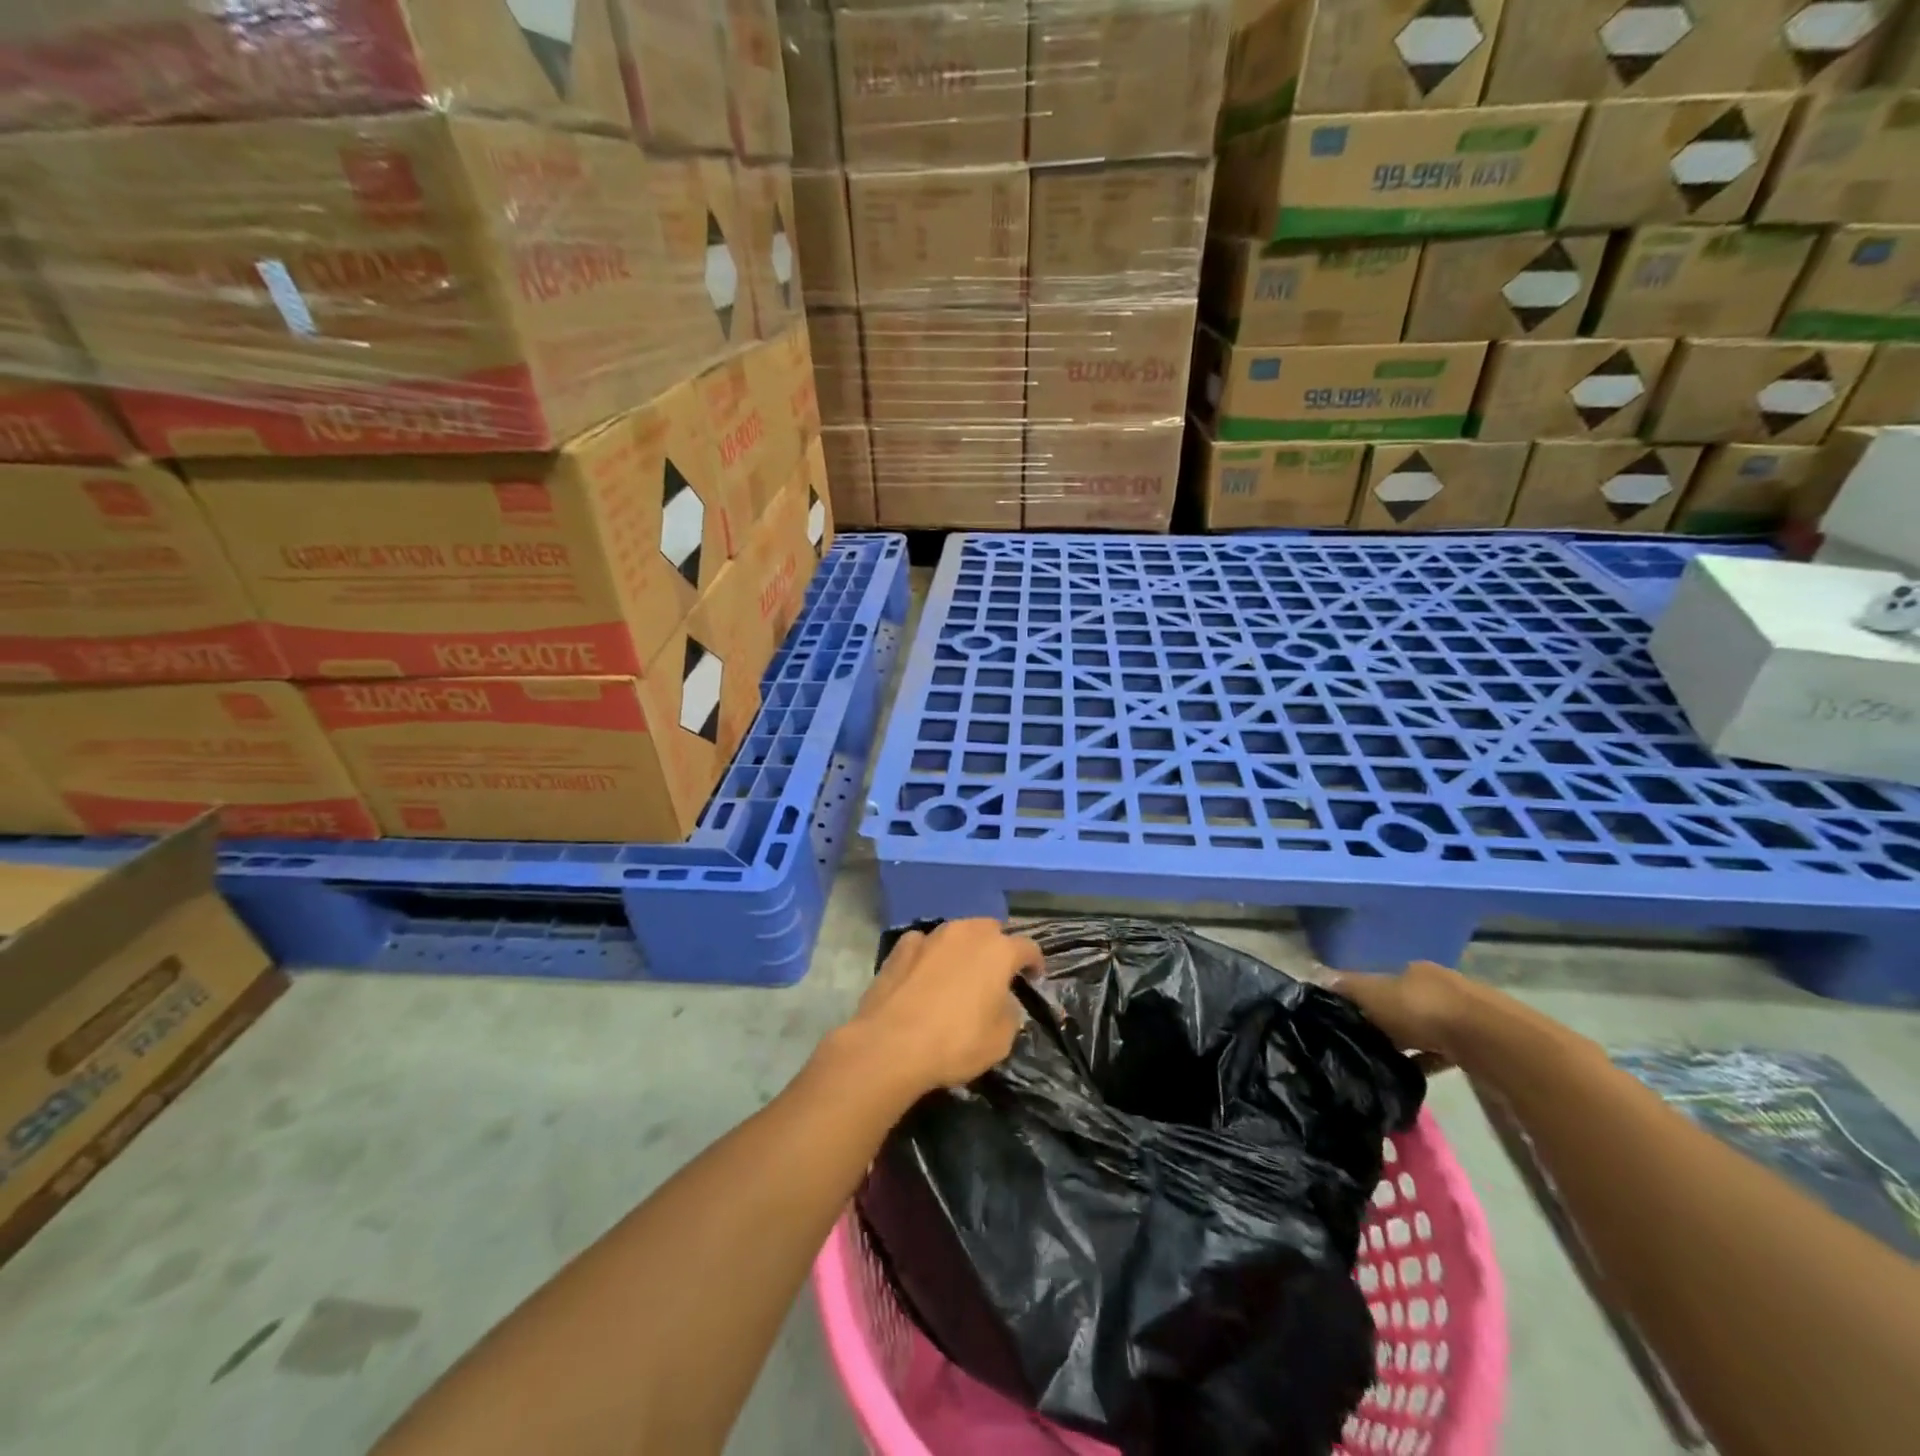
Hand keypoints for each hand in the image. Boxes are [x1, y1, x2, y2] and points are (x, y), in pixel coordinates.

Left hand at [836, 920, 1045, 1097]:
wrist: (891, 1044)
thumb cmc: (955, 1042)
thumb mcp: (1001, 1039)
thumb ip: (1009, 1012)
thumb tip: (1002, 1001)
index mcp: (998, 951)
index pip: (1028, 947)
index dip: (1034, 962)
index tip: (1034, 977)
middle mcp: (967, 933)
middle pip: (990, 930)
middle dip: (997, 947)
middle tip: (995, 973)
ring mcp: (931, 935)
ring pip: (956, 932)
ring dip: (963, 948)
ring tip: (959, 972)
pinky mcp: (901, 947)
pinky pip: (924, 944)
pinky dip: (930, 954)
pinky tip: (924, 974)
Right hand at [1326, 960, 1472, 1072]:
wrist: (1487, 1039)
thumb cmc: (1420, 1008)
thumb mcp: (1371, 994)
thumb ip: (1346, 988)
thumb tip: (1318, 979)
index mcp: (1411, 970)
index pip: (1379, 981)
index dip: (1360, 999)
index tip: (1345, 1020)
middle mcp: (1436, 985)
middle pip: (1402, 1004)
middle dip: (1385, 1021)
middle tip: (1363, 1044)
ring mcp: (1461, 1013)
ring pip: (1423, 1028)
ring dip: (1407, 1042)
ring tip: (1385, 1063)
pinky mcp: (1478, 1042)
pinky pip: (1443, 1051)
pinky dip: (1427, 1060)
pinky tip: (1412, 1074)